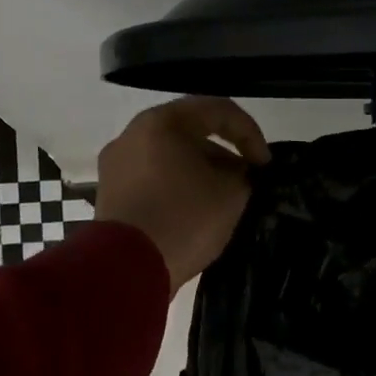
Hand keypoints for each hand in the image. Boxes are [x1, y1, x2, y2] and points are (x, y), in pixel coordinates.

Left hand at [96, 97, 271, 291]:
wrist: (127, 266)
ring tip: (221, 201)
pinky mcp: (111, 195)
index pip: (218, 110)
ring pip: (170, 158)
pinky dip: (178, 189)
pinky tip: (193, 214)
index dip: (250, 134)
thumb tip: (238, 174)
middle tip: (245, 182)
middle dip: (224, 155)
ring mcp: (116, 165)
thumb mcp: (231, 195)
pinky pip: (153, 181)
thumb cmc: (184, 219)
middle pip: (190, 133)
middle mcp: (133, 134)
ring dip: (200, 173)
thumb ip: (243, 175)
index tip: (265, 165)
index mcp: (163, 123)